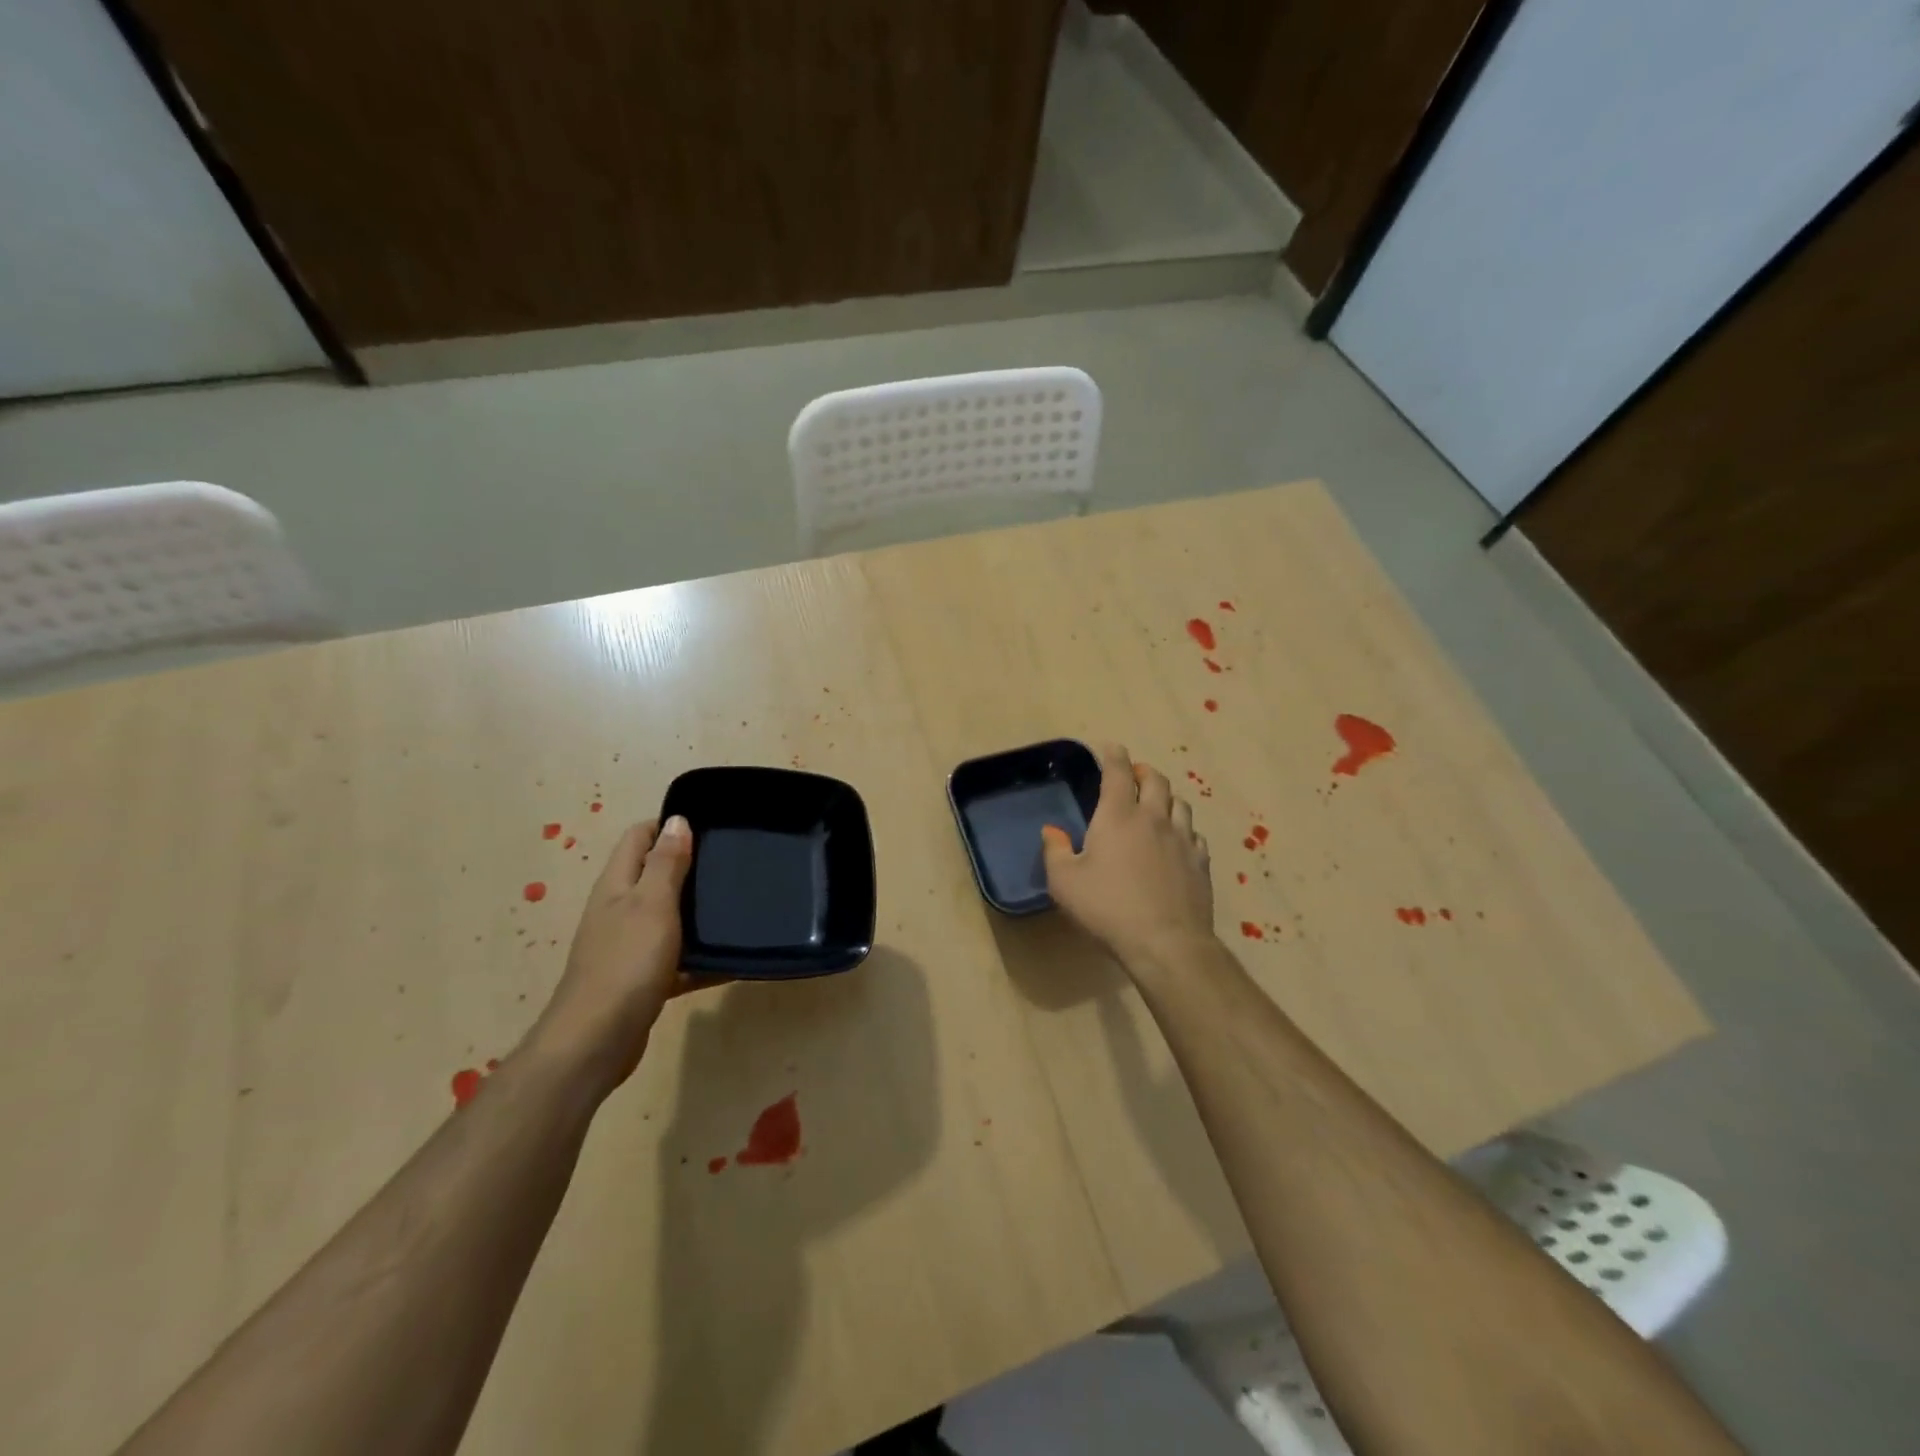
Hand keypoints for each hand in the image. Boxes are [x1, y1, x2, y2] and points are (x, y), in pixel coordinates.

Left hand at [527, 817, 727, 1096]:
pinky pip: (677, 959)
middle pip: (655, 875)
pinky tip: (732, 962)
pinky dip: (700, 959)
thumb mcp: (652, 904)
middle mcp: (619, 909)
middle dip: (692, 867)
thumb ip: (666, 863)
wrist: (596, 1041)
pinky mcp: (642, 979)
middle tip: (733, 865)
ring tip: (739, 908)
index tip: (712, 827)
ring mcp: (629, 946)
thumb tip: (676, 820)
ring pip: (669, 917)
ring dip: (698, 914)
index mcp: (617, 885)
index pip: (639, 837)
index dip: (670, 825)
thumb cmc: (627, 962)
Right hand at [1042, 742, 1214, 974]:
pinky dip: (1183, 829)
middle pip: (1156, 780)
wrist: (1165, 943)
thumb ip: (1055, 851)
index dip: (1113, 755)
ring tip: (1156, 804)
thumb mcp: (1064, 882)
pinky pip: (1195, 834)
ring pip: (1179, 804)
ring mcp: (1182, 840)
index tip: (1110, 748)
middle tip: (1134, 775)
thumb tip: (1052, 831)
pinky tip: (1178, 841)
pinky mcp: (1200, 863)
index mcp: (1118, 815)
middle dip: (1143, 771)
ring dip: (1166, 797)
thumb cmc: (1107, 908)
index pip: (1118, 772)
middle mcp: (1153, 818)